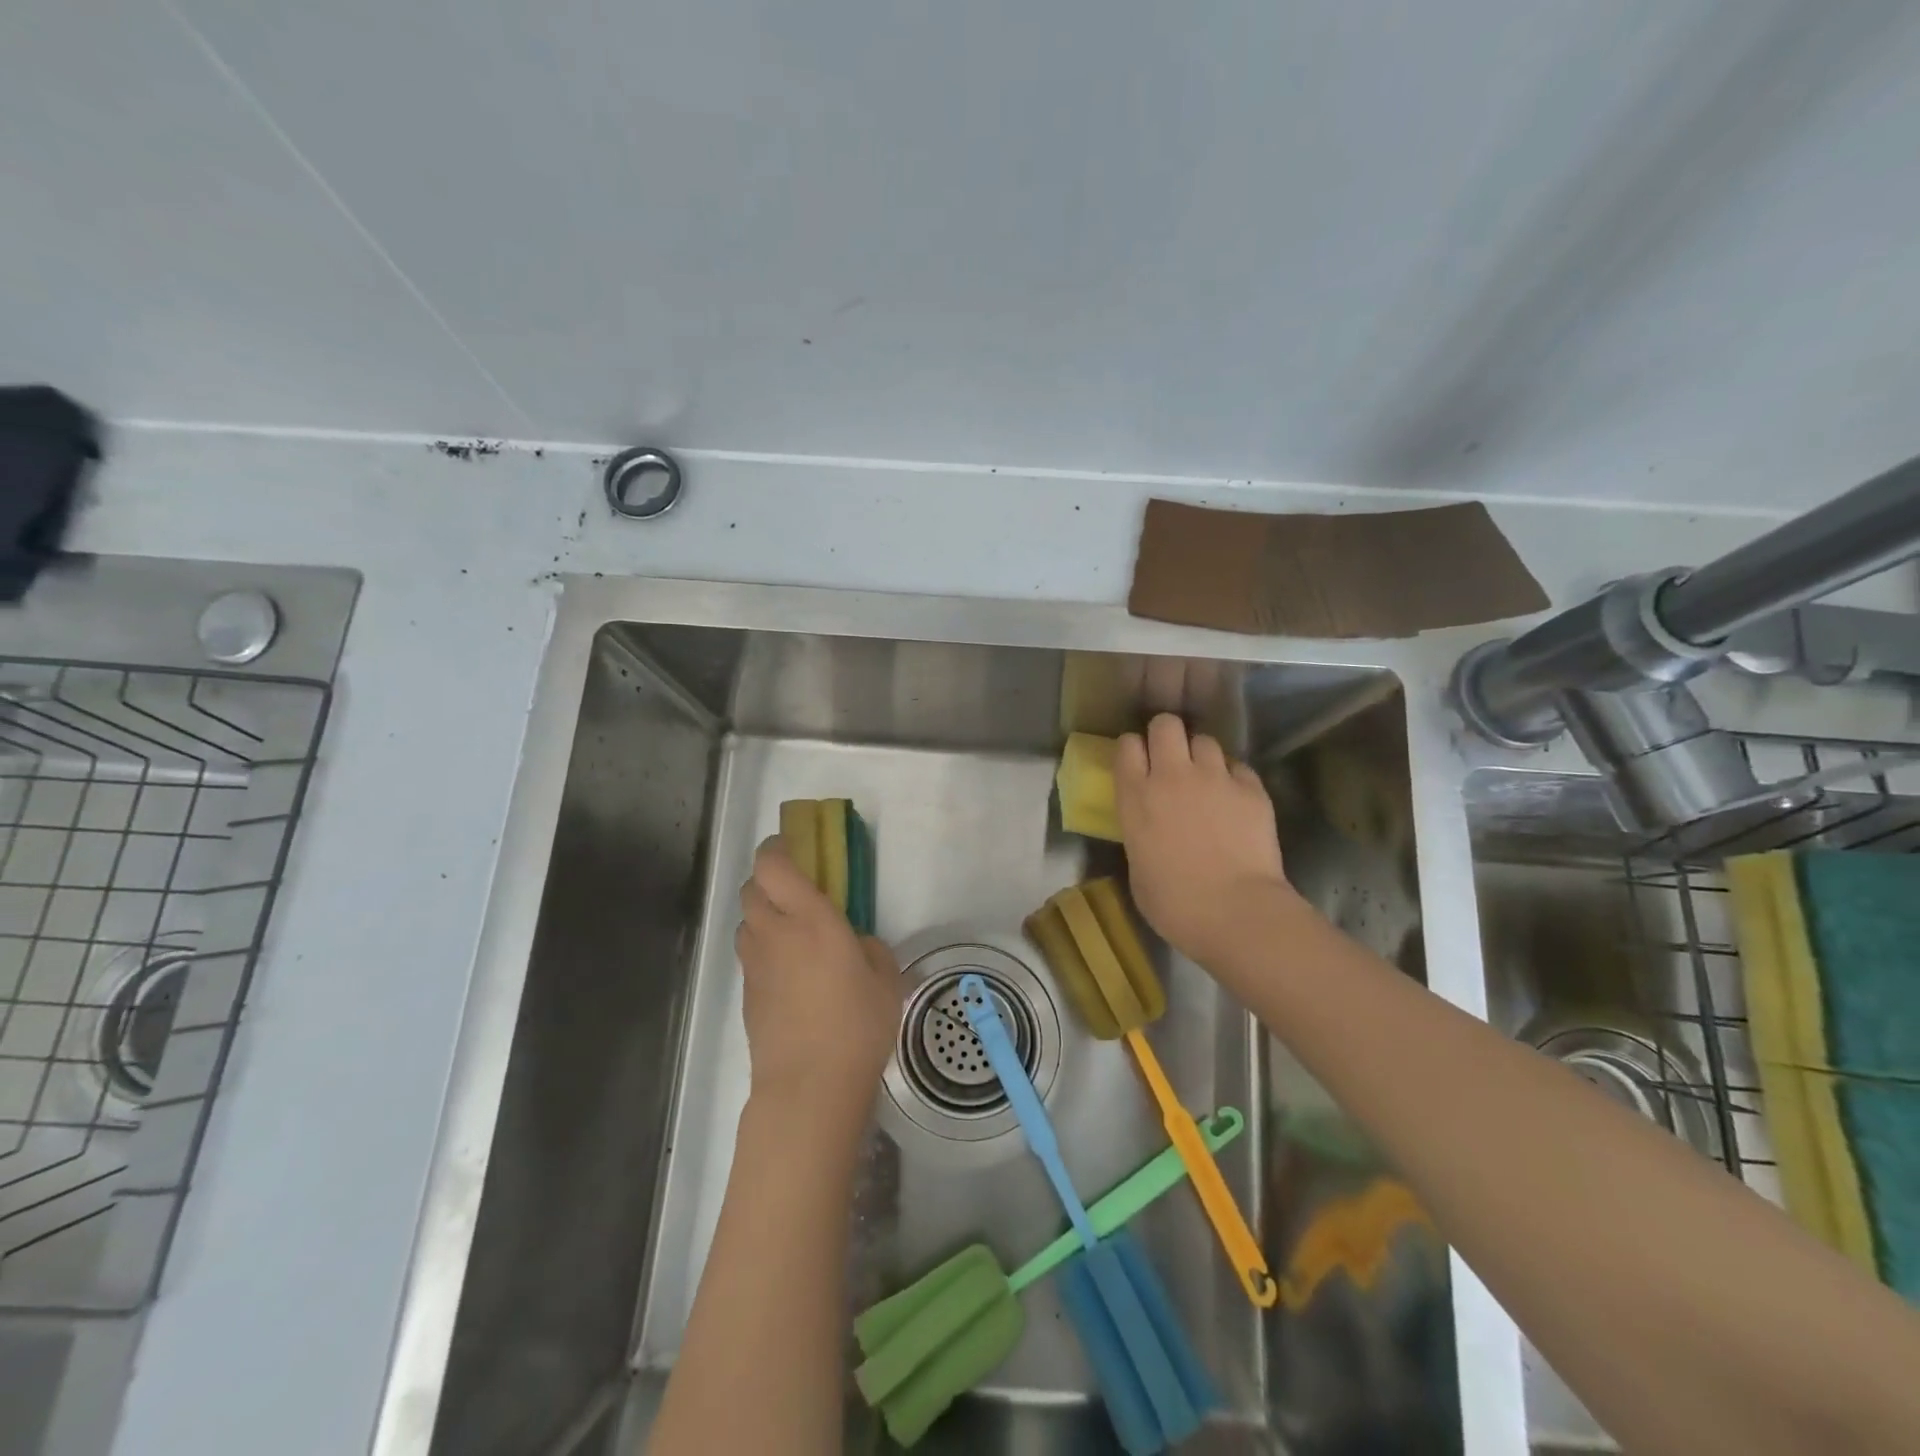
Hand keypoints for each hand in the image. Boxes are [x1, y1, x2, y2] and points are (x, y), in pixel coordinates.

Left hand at [735, 837, 902, 1133]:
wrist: (808, 1086)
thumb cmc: (856, 1025)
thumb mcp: (886, 979)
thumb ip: (870, 948)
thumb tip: (854, 943)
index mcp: (810, 918)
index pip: (773, 864)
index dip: (777, 848)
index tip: (795, 848)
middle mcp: (774, 932)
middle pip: (752, 888)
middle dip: (770, 881)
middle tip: (799, 893)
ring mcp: (755, 964)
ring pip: (747, 921)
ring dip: (764, 915)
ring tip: (794, 935)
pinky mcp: (747, 993)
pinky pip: (751, 954)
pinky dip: (765, 950)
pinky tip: (791, 975)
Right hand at [1114, 714, 1299, 967]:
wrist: (1237, 913)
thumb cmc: (1175, 905)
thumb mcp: (1138, 868)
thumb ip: (1140, 833)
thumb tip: (1149, 827)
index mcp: (1136, 797)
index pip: (1127, 745)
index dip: (1133, 750)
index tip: (1137, 764)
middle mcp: (1172, 776)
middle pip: (1166, 724)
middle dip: (1166, 735)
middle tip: (1171, 759)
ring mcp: (1215, 778)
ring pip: (1205, 740)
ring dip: (1201, 756)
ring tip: (1206, 780)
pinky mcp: (1251, 788)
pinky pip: (1238, 767)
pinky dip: (1234, 778)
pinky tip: (1235, 800)